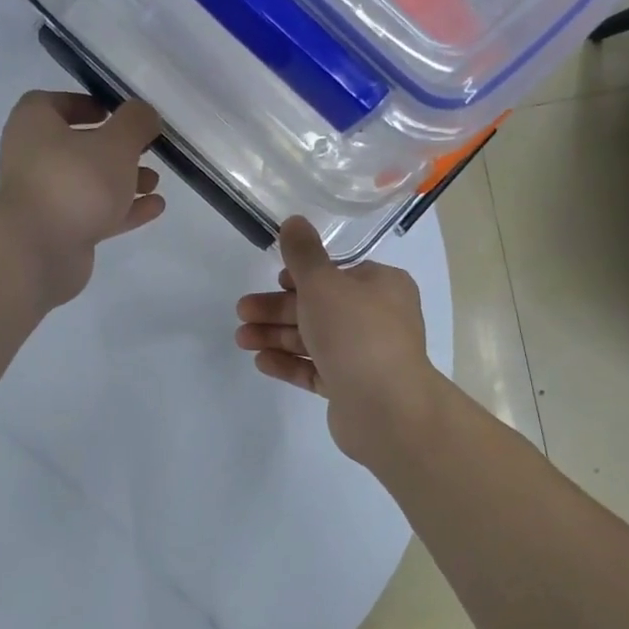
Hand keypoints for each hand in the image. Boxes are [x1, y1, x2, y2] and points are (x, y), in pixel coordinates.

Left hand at [0, 92, 165, 308]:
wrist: (40, 250)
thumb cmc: (75, 181)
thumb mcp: (116, 143)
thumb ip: (135, 123)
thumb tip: (144, 113)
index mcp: (33, 125)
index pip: (52, 103)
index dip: (83, 104)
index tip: (114, 112)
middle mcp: (31, 158)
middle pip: (75, 146)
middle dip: (113, 148)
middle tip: (145, 149)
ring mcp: (43, 198)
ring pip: (87, 183)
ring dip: (122, 180)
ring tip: (155, 182)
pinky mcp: (58, 232)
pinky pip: (93, 213)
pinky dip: (122, 209)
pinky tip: (154, 208)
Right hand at [236, 216, 446, 462]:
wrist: (386, 408)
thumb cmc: (356, 333)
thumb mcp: (323, 283)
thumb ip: (303, 253)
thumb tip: (294, 221)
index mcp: (382, 286)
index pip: (337, 274)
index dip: (303, 275)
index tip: (275, 279)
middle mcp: (378, 319)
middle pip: (319, 307)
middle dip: (277, 309)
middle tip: (242, 311)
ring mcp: (365, 356)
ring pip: (314, 339)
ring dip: (276, 336)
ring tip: (242, 339)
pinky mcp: (352, 388)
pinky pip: (316, 370)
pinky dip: (289, 363)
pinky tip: (261, 361)